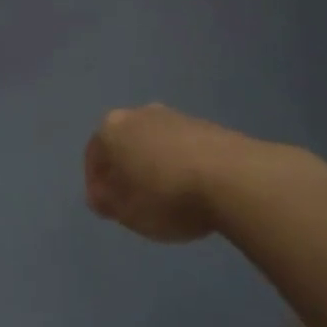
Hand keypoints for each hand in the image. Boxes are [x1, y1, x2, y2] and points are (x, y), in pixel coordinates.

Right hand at [84, 106, 241, 243]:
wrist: (233, 177)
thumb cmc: (166, 196)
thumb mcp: (126, 212)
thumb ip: (106, 202)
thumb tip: (101, 194)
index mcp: (111, 128)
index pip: (93, 156)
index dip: (96, 185)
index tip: (108, 209)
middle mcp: (139, 114)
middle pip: (124, 144)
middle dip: (126, 171)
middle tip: (134, 201)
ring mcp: (175, 116)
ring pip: (154, 143)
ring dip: (154, 167)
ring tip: (167, 198)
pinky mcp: (207, 126)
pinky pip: (182, 147)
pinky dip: (180, 165)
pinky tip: (192, 189)